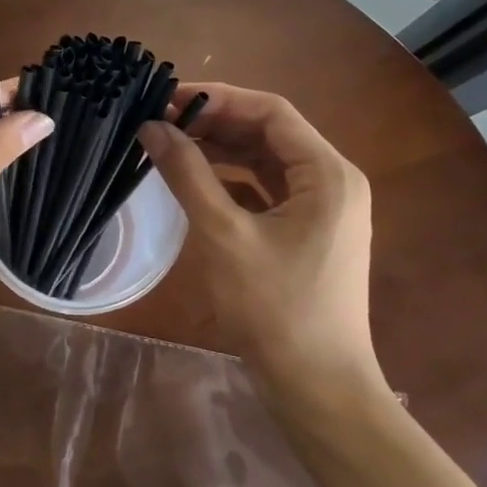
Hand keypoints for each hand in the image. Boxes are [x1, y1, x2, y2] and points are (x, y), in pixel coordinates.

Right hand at [138, 84, 378, 397]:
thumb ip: (187, 174)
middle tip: (164, 120)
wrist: (318, 388)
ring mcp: (326, 209)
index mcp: (328, 173)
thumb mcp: (224, 234)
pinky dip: (235, 180)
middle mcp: (334, 181)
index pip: (272, 111)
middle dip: (218, 122)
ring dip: (224, 149)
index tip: (169, 98)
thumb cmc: (274, 309)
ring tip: (174, 143)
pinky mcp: (311, 233)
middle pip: (271, 133)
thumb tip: (152, 126)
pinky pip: (270, 190)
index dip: (219, 98)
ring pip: (269, 161)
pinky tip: (199, 181)